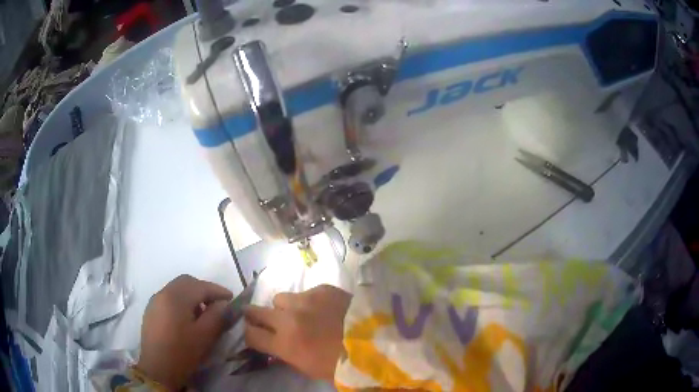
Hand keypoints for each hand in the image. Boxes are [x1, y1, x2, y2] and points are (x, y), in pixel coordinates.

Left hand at [138, 275, 232, 388]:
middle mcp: (163, 293)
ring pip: (177, 289)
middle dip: (204, 290)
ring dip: (192, 295)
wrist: (158, 369)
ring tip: (203, 313)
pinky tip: (187, 319)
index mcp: (176, 296)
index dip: (218, 290)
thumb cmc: (183, 352)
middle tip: (217, 304)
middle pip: (186, 282)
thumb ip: (217, 315)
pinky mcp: (151, 311)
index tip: (232, 299)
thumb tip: (224, 304)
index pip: (201, 286)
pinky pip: (169, 298)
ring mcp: (155, 301)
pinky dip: (181, 302)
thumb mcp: (205, 335)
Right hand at [244, 285, 351, 381]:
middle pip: (256, 311)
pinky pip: (305, 292)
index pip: (250, 335)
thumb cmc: (341, 365)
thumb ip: (286, 355)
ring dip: (285, 307)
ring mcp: (305, 300)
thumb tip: (274, 346)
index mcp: (285, 344)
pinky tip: (324, 308)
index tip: (255, 335)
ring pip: (280, 298)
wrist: (377, 344)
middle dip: (256, 316)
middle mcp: (288, 319)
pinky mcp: (322, 289)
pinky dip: (309, 301)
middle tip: (263, 319)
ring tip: (301, 313)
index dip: (250, 335)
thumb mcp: (308, 368)